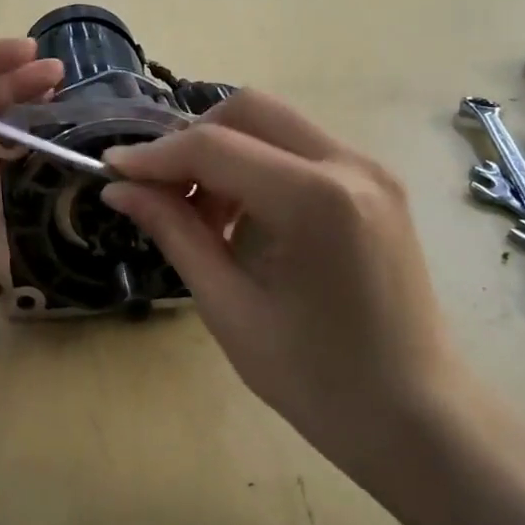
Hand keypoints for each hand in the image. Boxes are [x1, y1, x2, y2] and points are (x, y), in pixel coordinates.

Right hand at [101, 92, 489, 511]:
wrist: (413, 414)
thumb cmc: (315, 378)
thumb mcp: (228, 306)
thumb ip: (174, 232)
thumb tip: (119, 188)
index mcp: (315, 200)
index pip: (214, 146)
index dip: (153, 155)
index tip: (111, 169)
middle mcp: (350, 165)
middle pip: (249, 110)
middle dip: (192, 140)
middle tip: (162, 192)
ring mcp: (371, 170)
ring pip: (276, 125)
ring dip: (226, 152)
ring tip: (204, 217)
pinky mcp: (377, 185)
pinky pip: (301, 150)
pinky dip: (259, 167)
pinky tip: (245, 220)